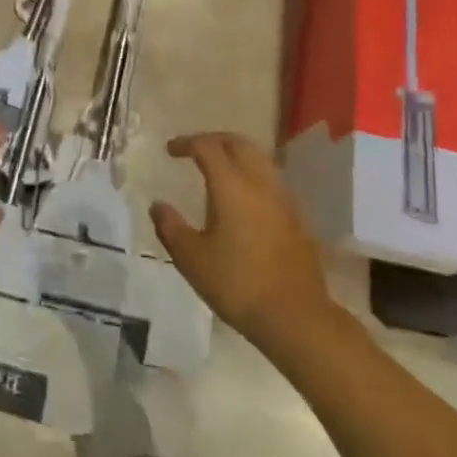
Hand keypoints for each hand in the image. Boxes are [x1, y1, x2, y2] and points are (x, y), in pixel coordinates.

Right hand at [152, 132, 339, 355]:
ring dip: (237, 156)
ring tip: (219, 170)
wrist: (296, 316)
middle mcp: (261, 183)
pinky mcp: (298, 219)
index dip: (187, 143)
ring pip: (260, 160)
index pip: (208, 147)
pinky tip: (244, 199)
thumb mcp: (191, 258)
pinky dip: (253, 177)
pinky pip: (272, 182)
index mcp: (232, 186)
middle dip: (215, 140)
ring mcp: (284, 200)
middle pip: (239, 144)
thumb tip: (158, 205)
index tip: (170, 150)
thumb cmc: (237, 284)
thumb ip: (170, 227)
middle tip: (195, 149)